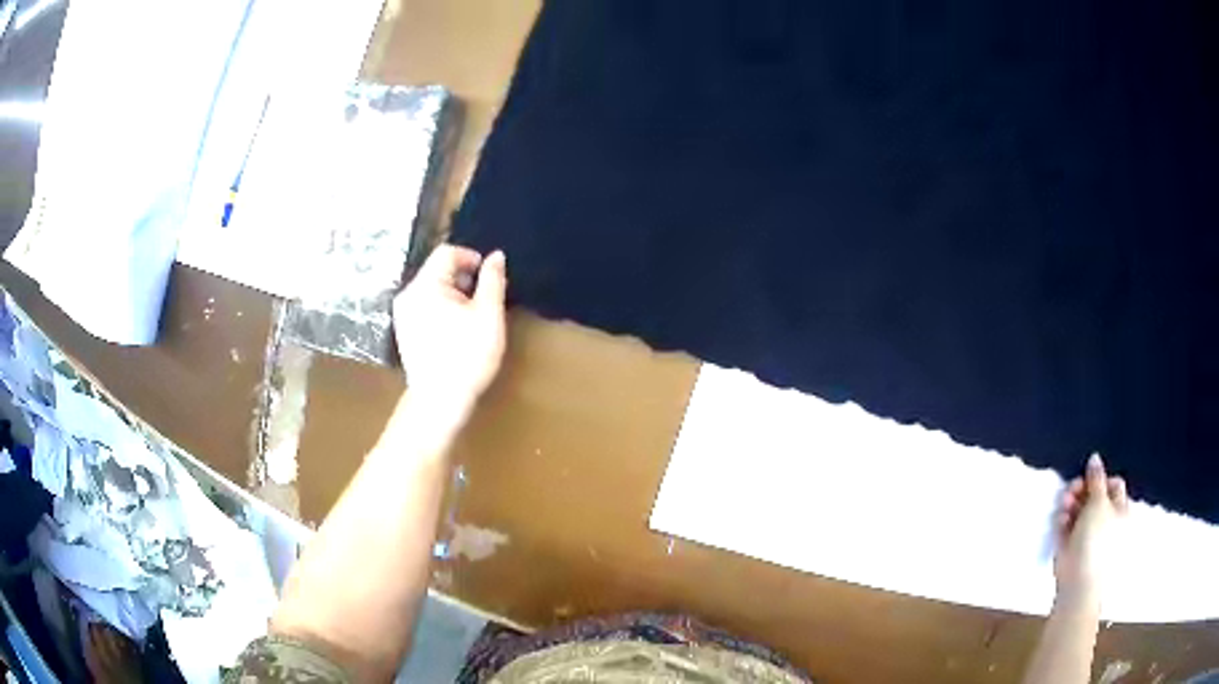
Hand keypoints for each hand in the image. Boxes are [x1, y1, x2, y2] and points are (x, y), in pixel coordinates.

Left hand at [393, 245, 507, 412]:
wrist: (440, 400)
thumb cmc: (467, 356)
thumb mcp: (489, 315)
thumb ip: (493, 280)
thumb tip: (496, 256)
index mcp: (426, 285)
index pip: (447, 252)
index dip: (471, 258)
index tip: (489, 279)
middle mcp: (408, 294)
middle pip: (437, 270)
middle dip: (463, 278)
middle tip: (485, 300)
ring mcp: (402, 314)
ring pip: (431, 289)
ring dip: (454, 294)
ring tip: (472, 317)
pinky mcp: (404, 331)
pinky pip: (424, 306)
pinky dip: (442, 308)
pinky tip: (456, 331)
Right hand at [1052, 454, 1128, 607]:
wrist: (1079, 584)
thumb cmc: (1096, 539)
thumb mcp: (1099, 502)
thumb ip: (1096, 478)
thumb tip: (1094, 458)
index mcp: (1120, 510)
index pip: (1113, 485)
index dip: (1100, 479)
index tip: (1088, 479)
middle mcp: (1106, 522)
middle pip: (1094, 498)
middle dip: (1081, 491)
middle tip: (1071, 490)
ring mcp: (1088, 537)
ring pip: (1079, 512)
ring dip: (1070, 505)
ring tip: (1063, 506)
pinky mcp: (1072, 550)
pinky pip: (1067, 530)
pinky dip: (1063, 523)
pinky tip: (1060, 521)